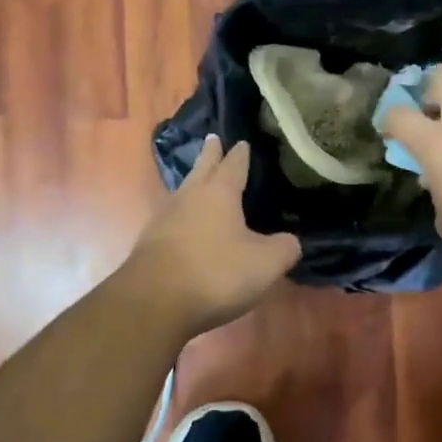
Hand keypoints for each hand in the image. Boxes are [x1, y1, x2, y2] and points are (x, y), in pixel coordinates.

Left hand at [120, 136, 301, 338]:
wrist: (154, 302)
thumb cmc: (215, 273)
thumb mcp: (265, 263)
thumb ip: (285, 248)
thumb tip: (290, 241)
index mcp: (219, 193)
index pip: (233, 164)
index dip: (240, 154)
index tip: (242, 141)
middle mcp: (189, 197)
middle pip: (202, 168)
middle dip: (210, 154)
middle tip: (213, 138)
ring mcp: (165, 219)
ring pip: (184, 192)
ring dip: (194, 183)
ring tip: (201, 180)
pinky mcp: (150, 243)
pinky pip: (173, 219)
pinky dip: (184, 215)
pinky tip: (187, 224)